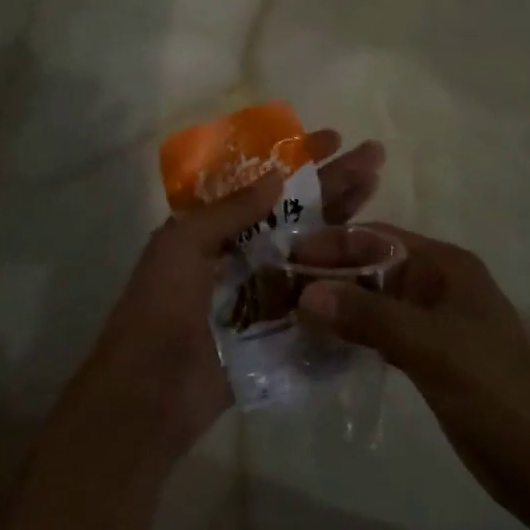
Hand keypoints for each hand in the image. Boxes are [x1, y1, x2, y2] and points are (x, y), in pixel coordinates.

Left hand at [59, 130, 386, 472]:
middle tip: (374, 155)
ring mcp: (265, 289)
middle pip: (298, 209)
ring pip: (313, 246)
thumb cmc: (161, 305)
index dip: (298, 159)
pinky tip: (376, 258)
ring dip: (346, 219)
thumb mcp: (183, 243)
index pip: (264, 181)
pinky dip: (344, 277)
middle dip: (334, 181)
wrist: (151, 392)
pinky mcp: (282, 327)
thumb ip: (231, 210)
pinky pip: (317, 294)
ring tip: (378, 189)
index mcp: (214, 227)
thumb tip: (278, 176)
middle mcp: (244, 251)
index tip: (333, 138)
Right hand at [296, 228, 529, 529]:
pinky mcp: (429, 359)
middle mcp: (437, 285)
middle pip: (373, 268)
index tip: (285, 253)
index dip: (332, 243)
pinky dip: (353, 336)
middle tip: (277, 287)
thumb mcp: (428, 345)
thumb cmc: (493, 389)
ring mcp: (434, 323)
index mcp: (445, 265)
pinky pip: (381, 335)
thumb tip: (305, 293)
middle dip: (330, 275)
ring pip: (375, 303)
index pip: (377, 239)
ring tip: (288, 312)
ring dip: (338, 307)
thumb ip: (367, 315)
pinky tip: (322, 345)